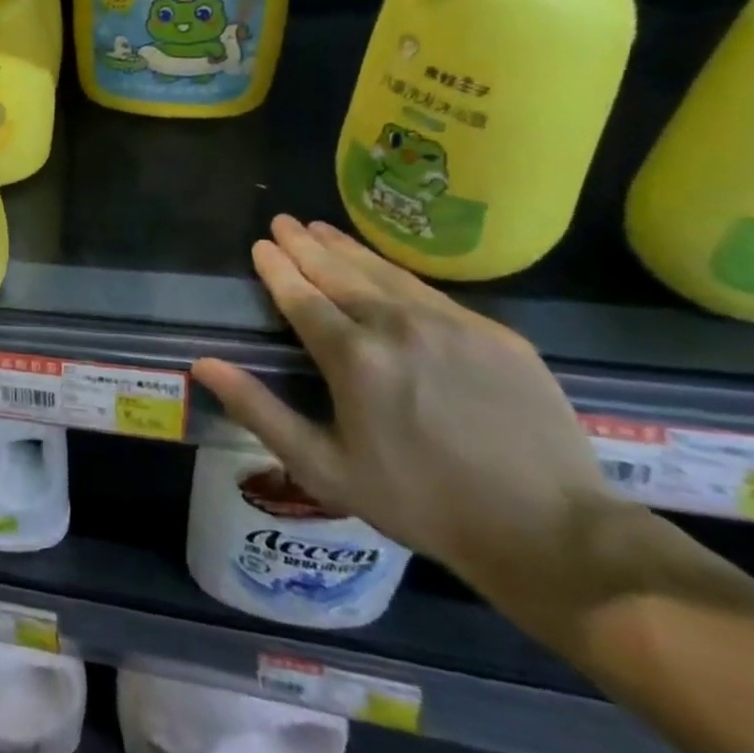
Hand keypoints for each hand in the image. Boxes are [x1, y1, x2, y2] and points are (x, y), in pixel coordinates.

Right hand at [191, 216, 618, 593]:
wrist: (550, 532)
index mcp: (353, 357)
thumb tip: (202, 364)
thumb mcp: (323, 467)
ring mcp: (452, 325)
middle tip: (283, 221)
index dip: (277, 269)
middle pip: (339, 273)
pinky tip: (382, 267)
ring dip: (347, 248)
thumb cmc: (420, 502)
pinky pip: (429, 291)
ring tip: (321, 228)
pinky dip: (393, 271)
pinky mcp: (495, 334)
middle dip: (306, 244)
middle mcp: (397, 326)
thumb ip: (259, 410)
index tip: (261, 244)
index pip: (301, 297)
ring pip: (385, 273)